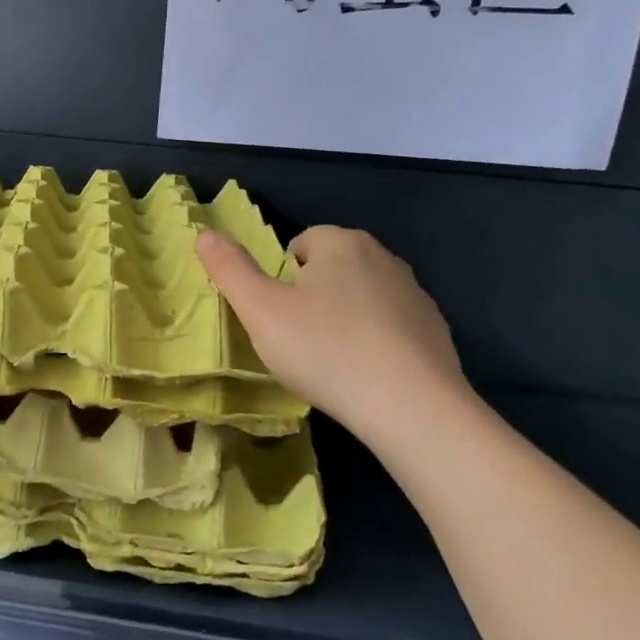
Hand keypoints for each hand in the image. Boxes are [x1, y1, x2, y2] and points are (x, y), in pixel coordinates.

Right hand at [196, 224, 471, 445]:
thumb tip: (204, 233)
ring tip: (330, 362)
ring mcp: (415, 293)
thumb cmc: (325, 351)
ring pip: (361, 297)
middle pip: (330, 268)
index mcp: (341, 243)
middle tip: (297, 340)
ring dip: (342, 319)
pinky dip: (374, 342)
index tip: (277, 318)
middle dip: (311, 297)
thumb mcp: (261, 311)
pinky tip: (365, 375)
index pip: (299, 244)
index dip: (280, 279)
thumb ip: (229, 269)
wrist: (411, 407)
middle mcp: (383, 256)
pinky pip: (389, 326)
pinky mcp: (434, 330)